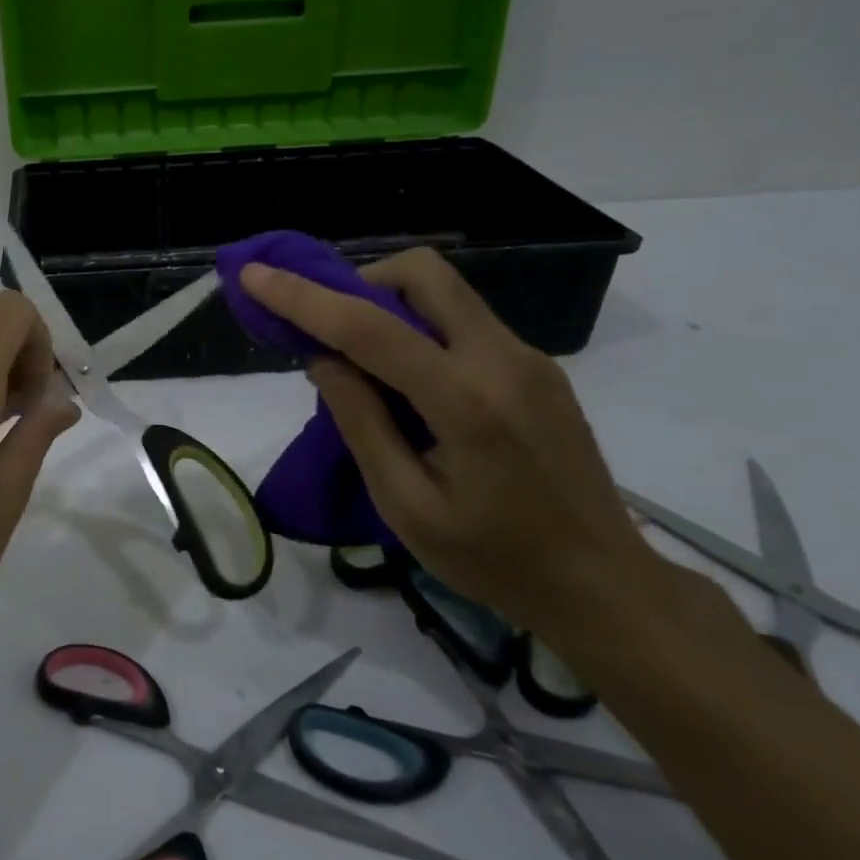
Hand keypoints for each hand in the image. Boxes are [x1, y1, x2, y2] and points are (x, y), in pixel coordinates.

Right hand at [239, 249, 656, 636]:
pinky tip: (408, 383)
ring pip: (445, 292)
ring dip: (389, 304)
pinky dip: (420, 329)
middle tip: (327, 326)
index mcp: (467, 402)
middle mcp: (504, 359)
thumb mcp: (406, 506)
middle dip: (359, 282)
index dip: (303, 297)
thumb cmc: (495, 560)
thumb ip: (360, 423)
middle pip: (423, 274)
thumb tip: (322, 358)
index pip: (370, 328)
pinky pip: (464, 321)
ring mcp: (528, 358)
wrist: (605, 586)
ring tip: (362, 361)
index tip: (254, 275)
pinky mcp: (537, 367)